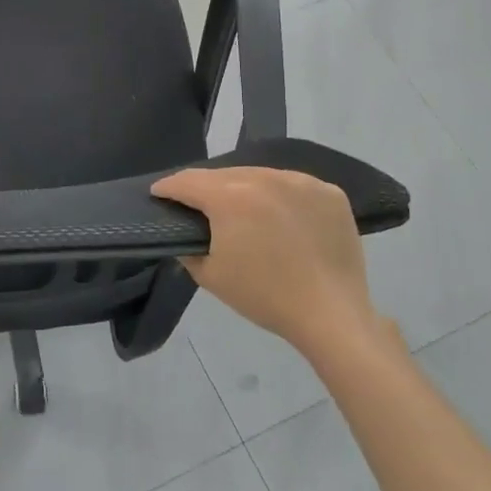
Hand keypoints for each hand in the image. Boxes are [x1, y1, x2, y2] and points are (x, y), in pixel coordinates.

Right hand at [151, 167, 387, 360]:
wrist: (332, 315)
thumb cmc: (264, 297)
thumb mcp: (209, 275)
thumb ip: (187, 246)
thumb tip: (186, 232)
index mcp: (231, 196)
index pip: (188, 181)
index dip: (168, 187)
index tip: (159, 194)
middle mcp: (265, 178)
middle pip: (224, 175)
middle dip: (206, 188)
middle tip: (198, 205)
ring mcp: (302, 182)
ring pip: (259, 176)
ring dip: (243, 188)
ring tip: (240, 210)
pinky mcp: (329, 192)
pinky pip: (292, 185)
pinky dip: (279, 196)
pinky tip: (279, 218)